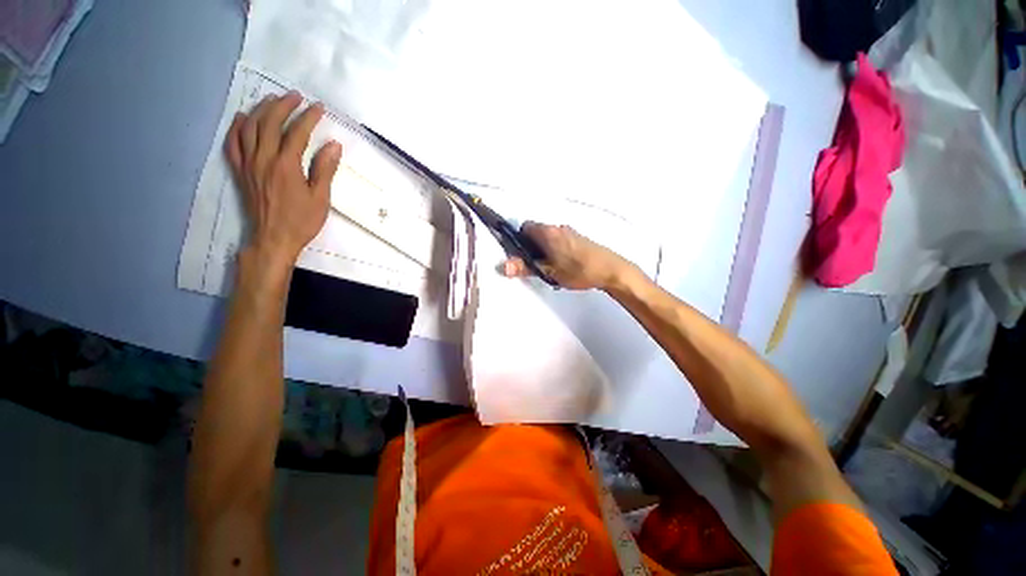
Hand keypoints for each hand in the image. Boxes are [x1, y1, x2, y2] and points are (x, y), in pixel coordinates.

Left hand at [225, 92, 341, 268]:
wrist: (274, 239)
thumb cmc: (302, 221)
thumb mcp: (320, 198)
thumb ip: (325, 169)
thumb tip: (333, 145)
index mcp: (286, 165)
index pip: (297, 133)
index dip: (308, 117)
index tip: (319, 107)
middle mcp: (263, 159)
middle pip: (269, 123)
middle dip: (283, 105)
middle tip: (295, 97)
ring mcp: (248, 164)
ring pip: (249, 128)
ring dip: (261, 110)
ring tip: (272, 100)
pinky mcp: (240, 171)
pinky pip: (232, 143)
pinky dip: (237, 127)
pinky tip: (244, 118)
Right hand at [502, 222, 632, 290]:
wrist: (611, 270)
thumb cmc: (578, 270)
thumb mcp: (549, 272)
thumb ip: (525, 268)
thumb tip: (503, 266)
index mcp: (548, 232)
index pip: (525, 227)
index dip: (519, 239)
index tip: (520, 254)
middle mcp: (558, 227)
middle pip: (536, 232)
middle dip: (531, 246)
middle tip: (534, 264)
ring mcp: (570, 231)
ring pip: (548, 237)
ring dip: (544, 249)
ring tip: (548, 268)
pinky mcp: (579, 238)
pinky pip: (560, 240)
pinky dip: (555, 249)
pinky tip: (562, 265)